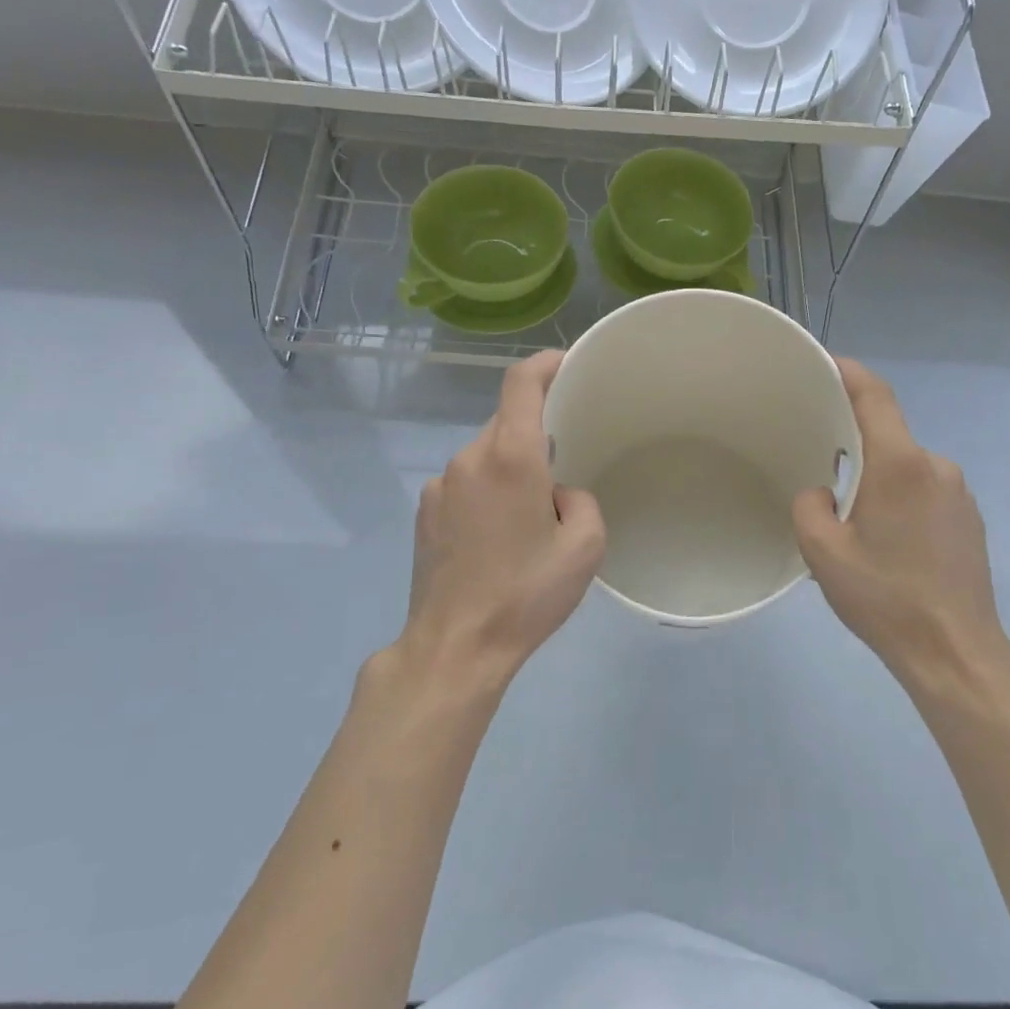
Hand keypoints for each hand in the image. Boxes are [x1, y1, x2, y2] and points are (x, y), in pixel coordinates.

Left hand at [389, 352, 604, 697]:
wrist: (455, 645)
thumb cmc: (526, 594)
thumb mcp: (585, 548)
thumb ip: (581, 500)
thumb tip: (557, 493)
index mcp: (510, 457)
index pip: (521, 383)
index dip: (545, 363)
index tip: (566, 363)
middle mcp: (468, 458)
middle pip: (506, 423)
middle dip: (536, 435)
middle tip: (561, 468)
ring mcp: (439, 485)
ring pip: (485, 456)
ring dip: (510, 469)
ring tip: (528, 518)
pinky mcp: (424, 511)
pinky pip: (464, 483)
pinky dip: (486, 492)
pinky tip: (496, 538)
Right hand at [793, 359, 1009, 703]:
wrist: (956, 651)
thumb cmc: (886, 597)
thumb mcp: (823, 553)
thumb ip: (810, 506)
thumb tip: (823, 492)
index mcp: (899, 464)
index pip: (875, 395)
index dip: (848, 371)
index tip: (823, 363)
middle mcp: (935, 466)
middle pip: (888, 434)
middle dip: (853, 440)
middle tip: (819, 461)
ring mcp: (959, 492)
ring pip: (905, 466)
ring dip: (877, 477)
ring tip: (851, 517)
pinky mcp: (969, 519)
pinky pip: (924, 490)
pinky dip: (899, 498)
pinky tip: (886, 539)